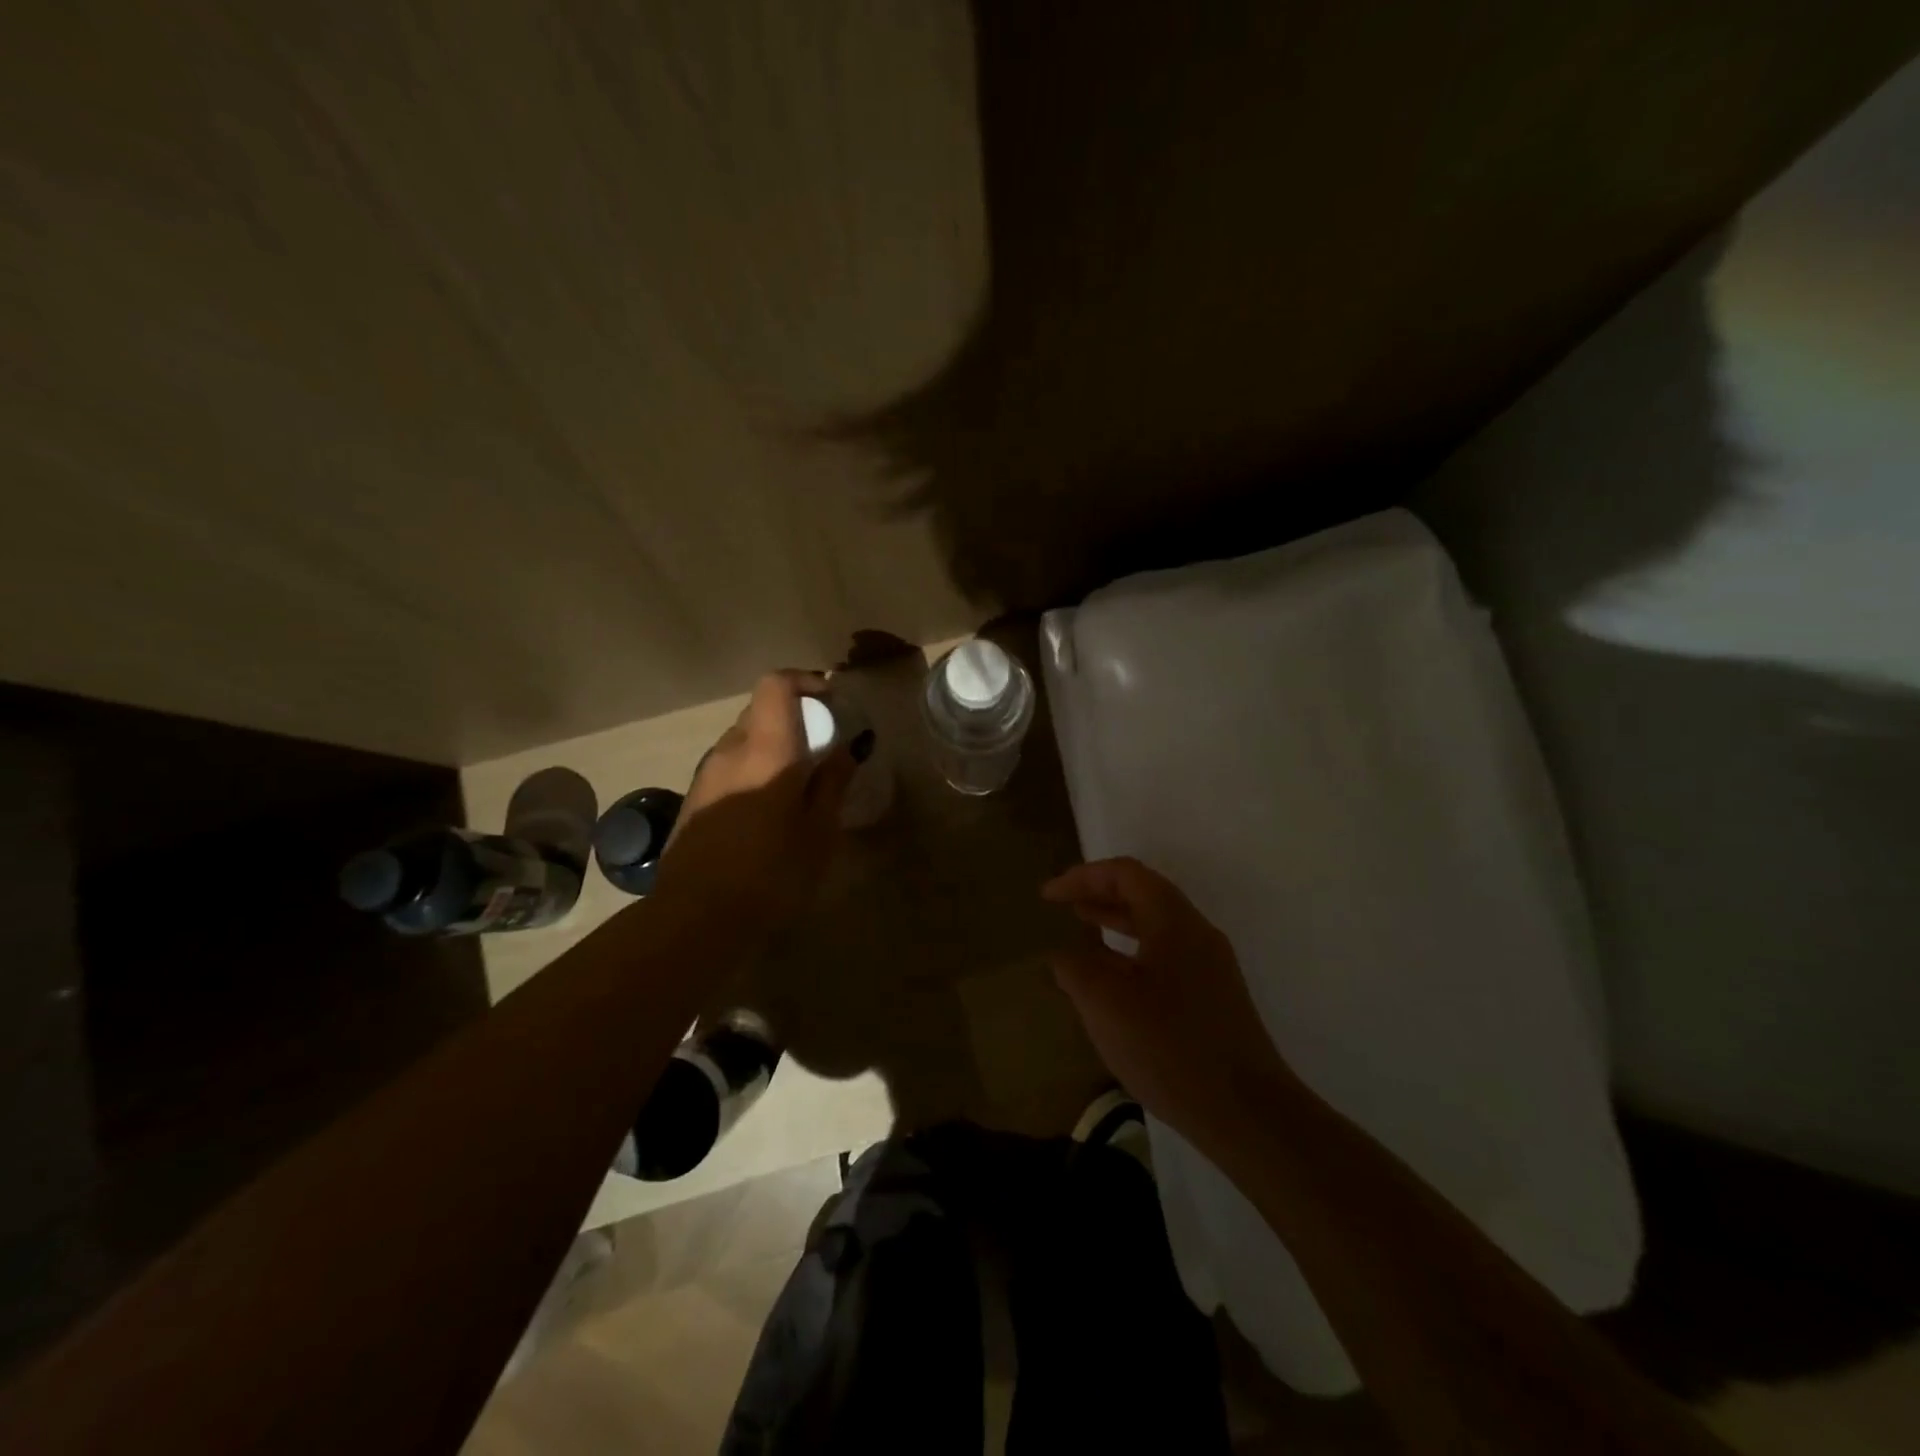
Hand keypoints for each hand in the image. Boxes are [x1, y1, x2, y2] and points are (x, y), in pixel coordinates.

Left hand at [651, 671, 856, 935]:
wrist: (695, 918)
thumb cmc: (769, 873)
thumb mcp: (818, 833)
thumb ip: (832, 784)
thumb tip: (843, 752)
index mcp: (765, 750)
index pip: (776, 685)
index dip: (805, 681)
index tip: (831, 701)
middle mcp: (730, 751)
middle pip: (760, 711)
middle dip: (795, 718)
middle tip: (824, 746)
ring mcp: (706, 774)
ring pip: (744, 740)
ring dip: (773, 746)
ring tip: (799, 782)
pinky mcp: (694, 800)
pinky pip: (730, 766)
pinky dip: (754, 769)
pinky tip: (769, 808)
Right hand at [1043, 857, 1295, 1151]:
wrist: (1248, 1113)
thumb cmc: (1170, 1047)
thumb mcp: (1106, 1004)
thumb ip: (1075, 968)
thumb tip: (1063, 955)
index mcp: (1174, 921)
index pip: (1126, 874)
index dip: (1083, 877)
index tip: (1049, 896)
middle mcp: (1197, 934)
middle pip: (1144, 894)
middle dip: (1099, 895)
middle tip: (1062, 907)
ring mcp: (1210, 967)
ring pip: (1155, 927)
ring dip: (1116, 923)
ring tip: (1082, 932)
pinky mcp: (1214, 999)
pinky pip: (1165, 956)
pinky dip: (1131, 953)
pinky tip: (1113, 983)